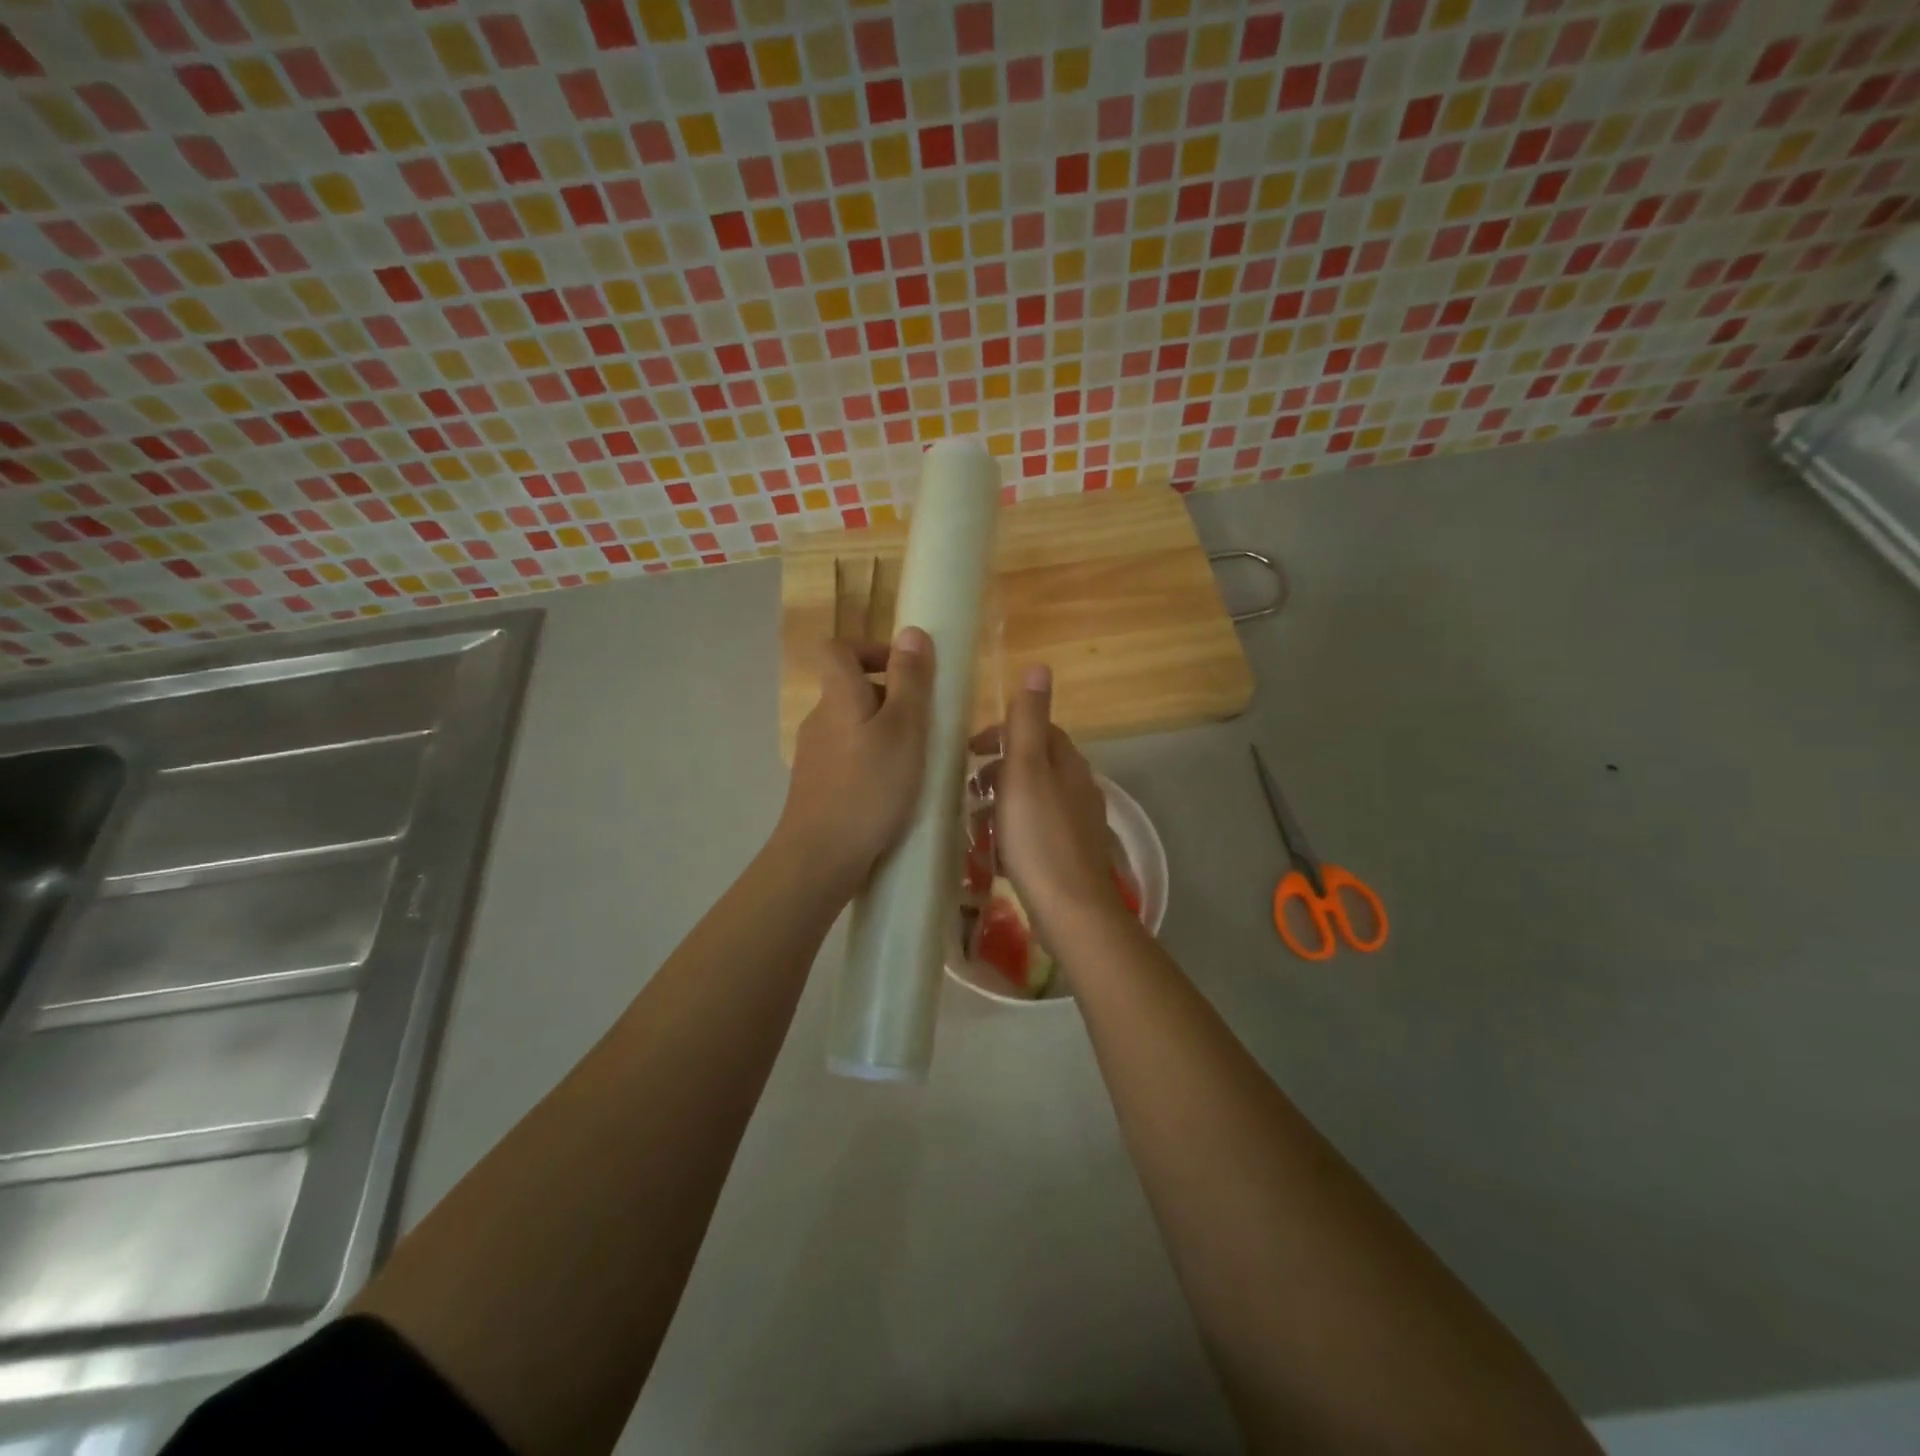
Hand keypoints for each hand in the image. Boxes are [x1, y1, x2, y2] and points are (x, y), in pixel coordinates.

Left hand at [777, 627, 933, 895]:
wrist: (820, 858)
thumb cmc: (869, 787)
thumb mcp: (904, 730)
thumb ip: (910, 681)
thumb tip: (912, 632)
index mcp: (838, 697)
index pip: (837, 648)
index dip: (870, 649)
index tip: (906, 671)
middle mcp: (820, 719)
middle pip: (852, 689)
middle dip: (893, 698)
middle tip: (928, 725)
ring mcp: (815, 755)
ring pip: (855, 727)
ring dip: (888, 733)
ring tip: (920, 762)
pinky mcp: (819, 786)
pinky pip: (851, 758)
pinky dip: (875, 762)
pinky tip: (897, 792)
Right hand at [974, 665, 1126, 932]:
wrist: (1071, 908)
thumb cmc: (1039, 835)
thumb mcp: (1026, 770)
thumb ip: (1028, 721)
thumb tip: (1039, 666)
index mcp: (1069, 764)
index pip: (1039, 730)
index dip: (1003, 733)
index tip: (971, 750)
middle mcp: (1079, 788)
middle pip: (1036, 765)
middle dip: (999, 770)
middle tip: (967, 788)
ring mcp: (1077, 824)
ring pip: (1034, 799)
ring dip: (1003, 803)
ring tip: (974, 821)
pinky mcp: (1070, 855)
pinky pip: (1036, 830)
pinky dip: (1013, 831)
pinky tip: (995, 852)